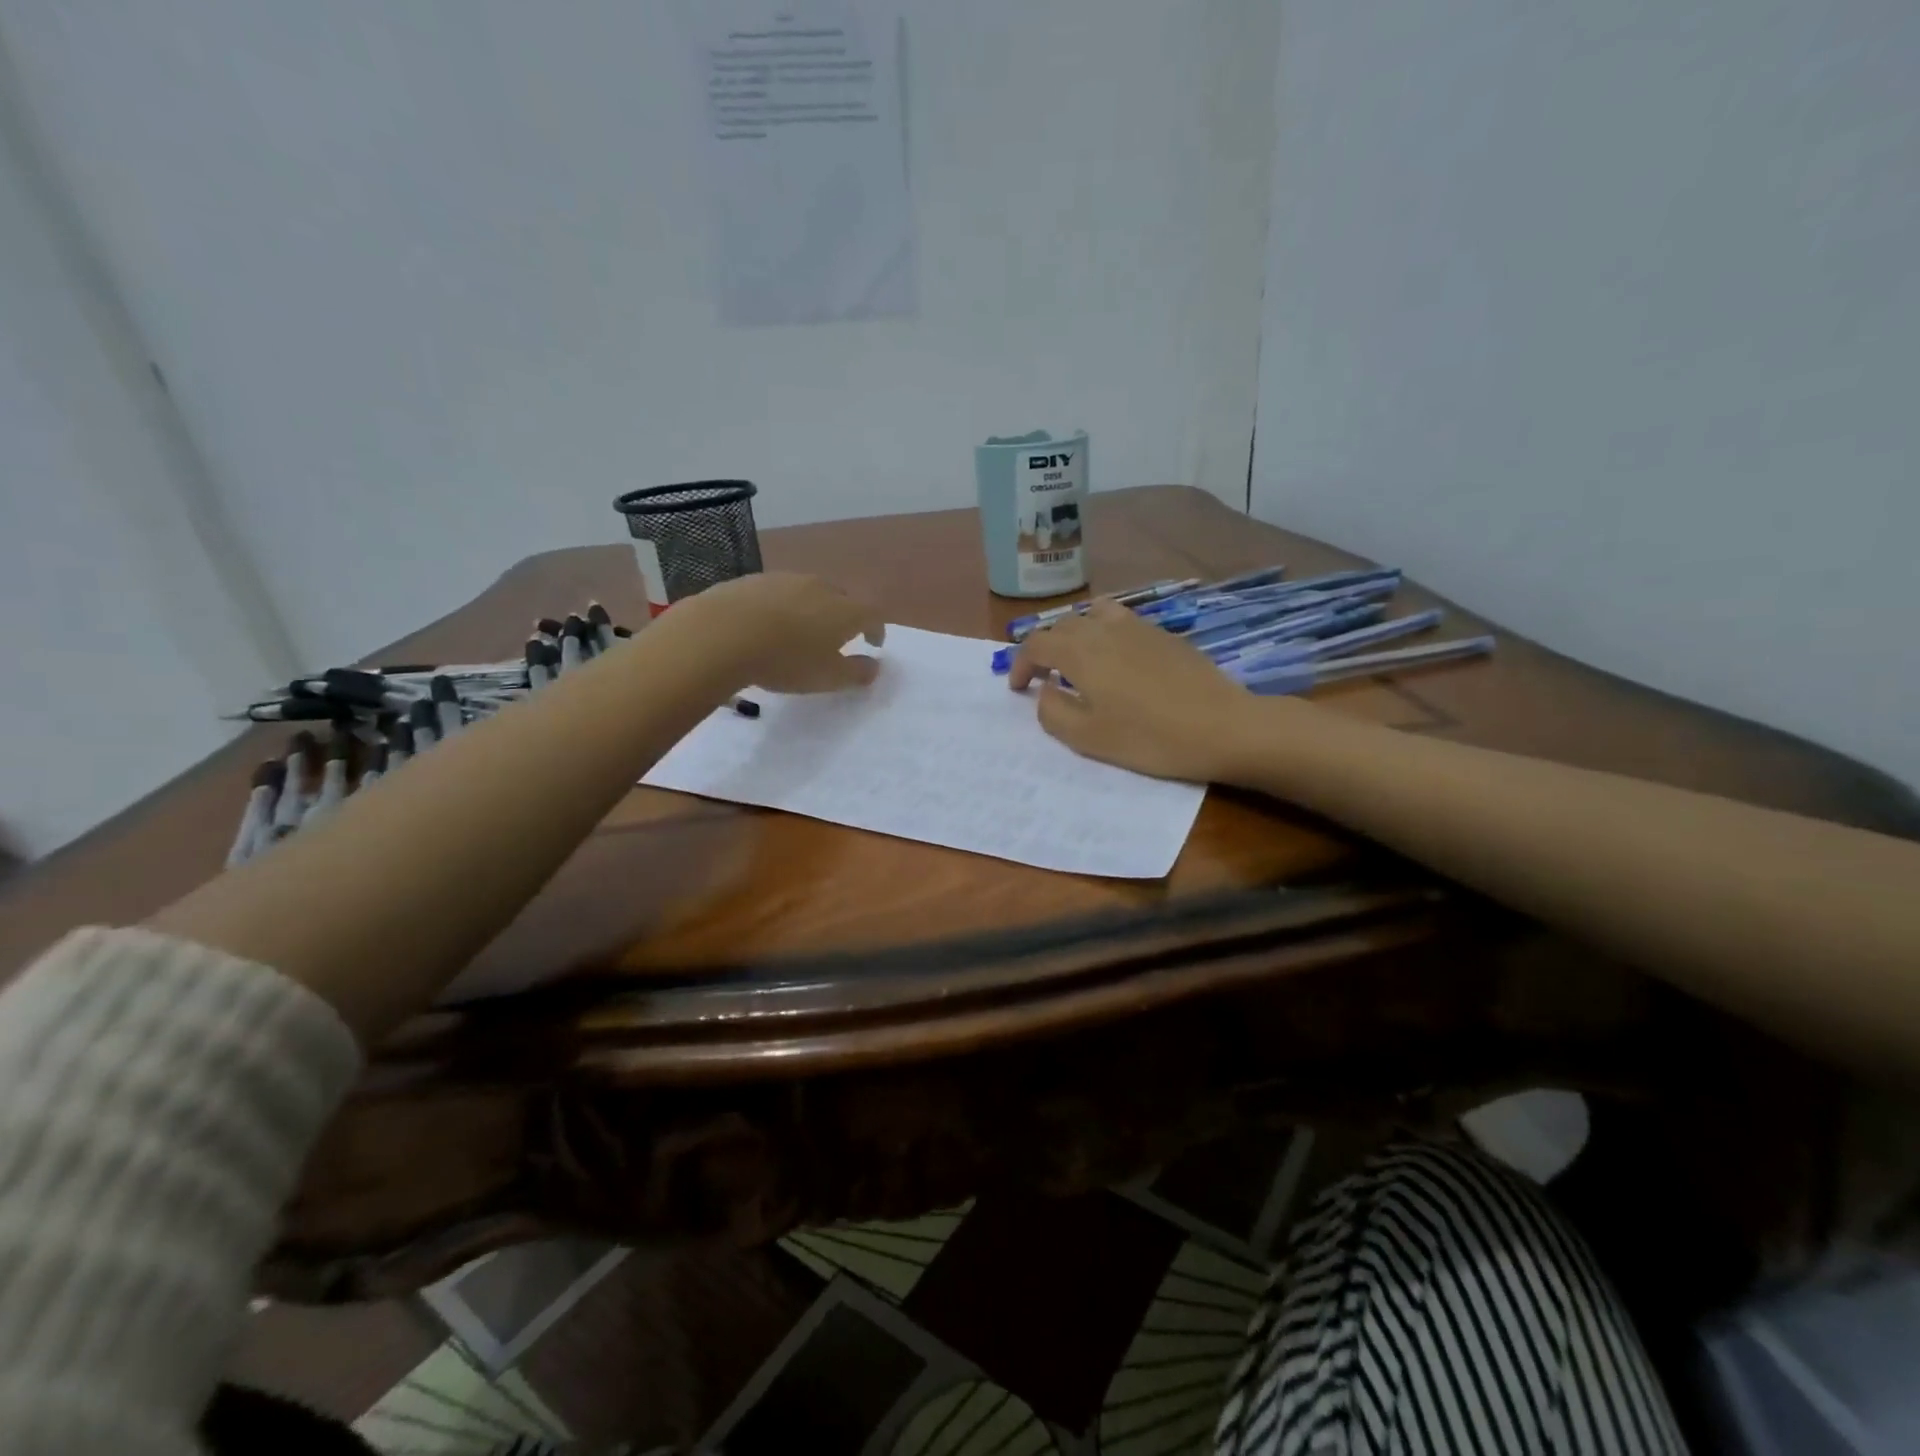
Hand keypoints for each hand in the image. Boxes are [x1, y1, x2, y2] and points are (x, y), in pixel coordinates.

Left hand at [680, 572, 886, 692]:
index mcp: (845, 610)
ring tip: (800, 630)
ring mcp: (784, 579)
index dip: (877, 629)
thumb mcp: (828, 677)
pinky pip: (776, 593)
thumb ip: (856, 673)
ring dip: (811, 609)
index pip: (872, 614)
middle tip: (838, 636)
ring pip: (807, 592)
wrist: (721, 633)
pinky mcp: (752, 580)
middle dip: (844, 616)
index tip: (874, 643)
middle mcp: (820, 587)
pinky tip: (766, 624)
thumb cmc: (786, 660)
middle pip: (841, 598)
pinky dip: (780, 607)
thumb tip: (874, 666)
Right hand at [1008, 600, 1269, 780]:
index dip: (1020, 663)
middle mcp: (1104, 628)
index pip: (1036, 643)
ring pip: (1094, 615)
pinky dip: (1107, 634)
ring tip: (1081, 661)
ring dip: (1078, 634)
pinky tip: (1121, 663)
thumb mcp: (1088, 738)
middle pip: (1063, 625)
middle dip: (1046, 648)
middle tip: (1046, 678)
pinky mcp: (1165, 635)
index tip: (1019, 688)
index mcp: (1080, 651)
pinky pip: (1123, 622)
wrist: (1222, 727)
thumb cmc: (1148, 737)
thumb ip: (1053, 711)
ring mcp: (1138, 627)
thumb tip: (1045, 690)